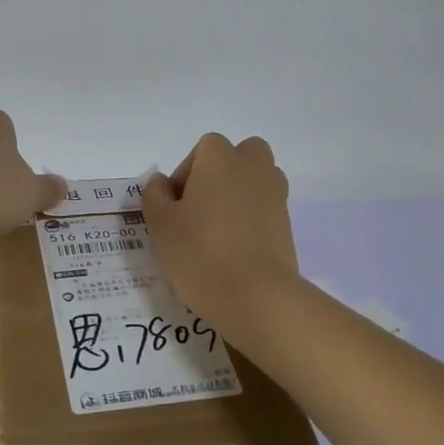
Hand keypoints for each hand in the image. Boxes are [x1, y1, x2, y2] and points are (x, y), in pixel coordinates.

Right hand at [142, 133, 297, 329]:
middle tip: (200, 208)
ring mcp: (276, 195)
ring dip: (239, 194)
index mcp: (220, 158)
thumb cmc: (200, 252)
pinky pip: (266, 209)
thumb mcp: (161, 225)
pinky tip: (235, 249)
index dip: (186, 174)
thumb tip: (161, 182)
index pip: (203, 149)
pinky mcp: (288, 224)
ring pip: (257, 180)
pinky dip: (252, 219)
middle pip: (240, 155)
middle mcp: (253, 167)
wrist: (255, 295)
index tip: (175, 206)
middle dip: (221, 174)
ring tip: (218, 230)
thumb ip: (155, 196)